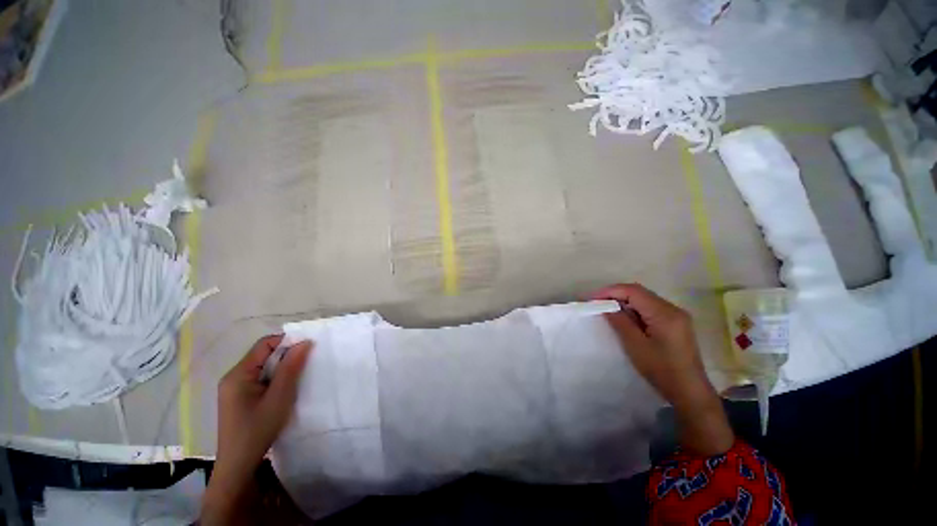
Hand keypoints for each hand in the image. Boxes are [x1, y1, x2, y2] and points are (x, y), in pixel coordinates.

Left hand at [202, 335, 311, 524]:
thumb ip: (291, 368)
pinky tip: (284, 390)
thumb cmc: (258, 429)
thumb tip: (304, 342)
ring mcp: (234, 388)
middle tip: (304, 366)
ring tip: (296, 379)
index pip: (264, 344)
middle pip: (263, 354)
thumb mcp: (279, 397)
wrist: (238, 465)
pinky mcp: (239, 398)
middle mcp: (233, 377)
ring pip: (263, 367)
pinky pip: (260, 378)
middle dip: (285, 356)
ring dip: (281, 369)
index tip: (307, 350)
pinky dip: (275, 379)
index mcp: (238, 374)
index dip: (287, 342)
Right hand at [592, 284, 732, 455]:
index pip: (633, 291)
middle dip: (616, 295)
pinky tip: (625, 319)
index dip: (610, 291)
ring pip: (644, 299)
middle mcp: (673, 309)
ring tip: (607, 310)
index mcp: (664, 313)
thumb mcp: (635, 346)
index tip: (592, 299)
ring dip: (624, 302)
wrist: (690, 392)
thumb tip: (605, 306)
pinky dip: (634, 310)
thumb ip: (620, 322)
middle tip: (597, 303)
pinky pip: (650, 308)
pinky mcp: (676, 323)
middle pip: (640, 292)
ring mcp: (676, 316)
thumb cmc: (661, 370)